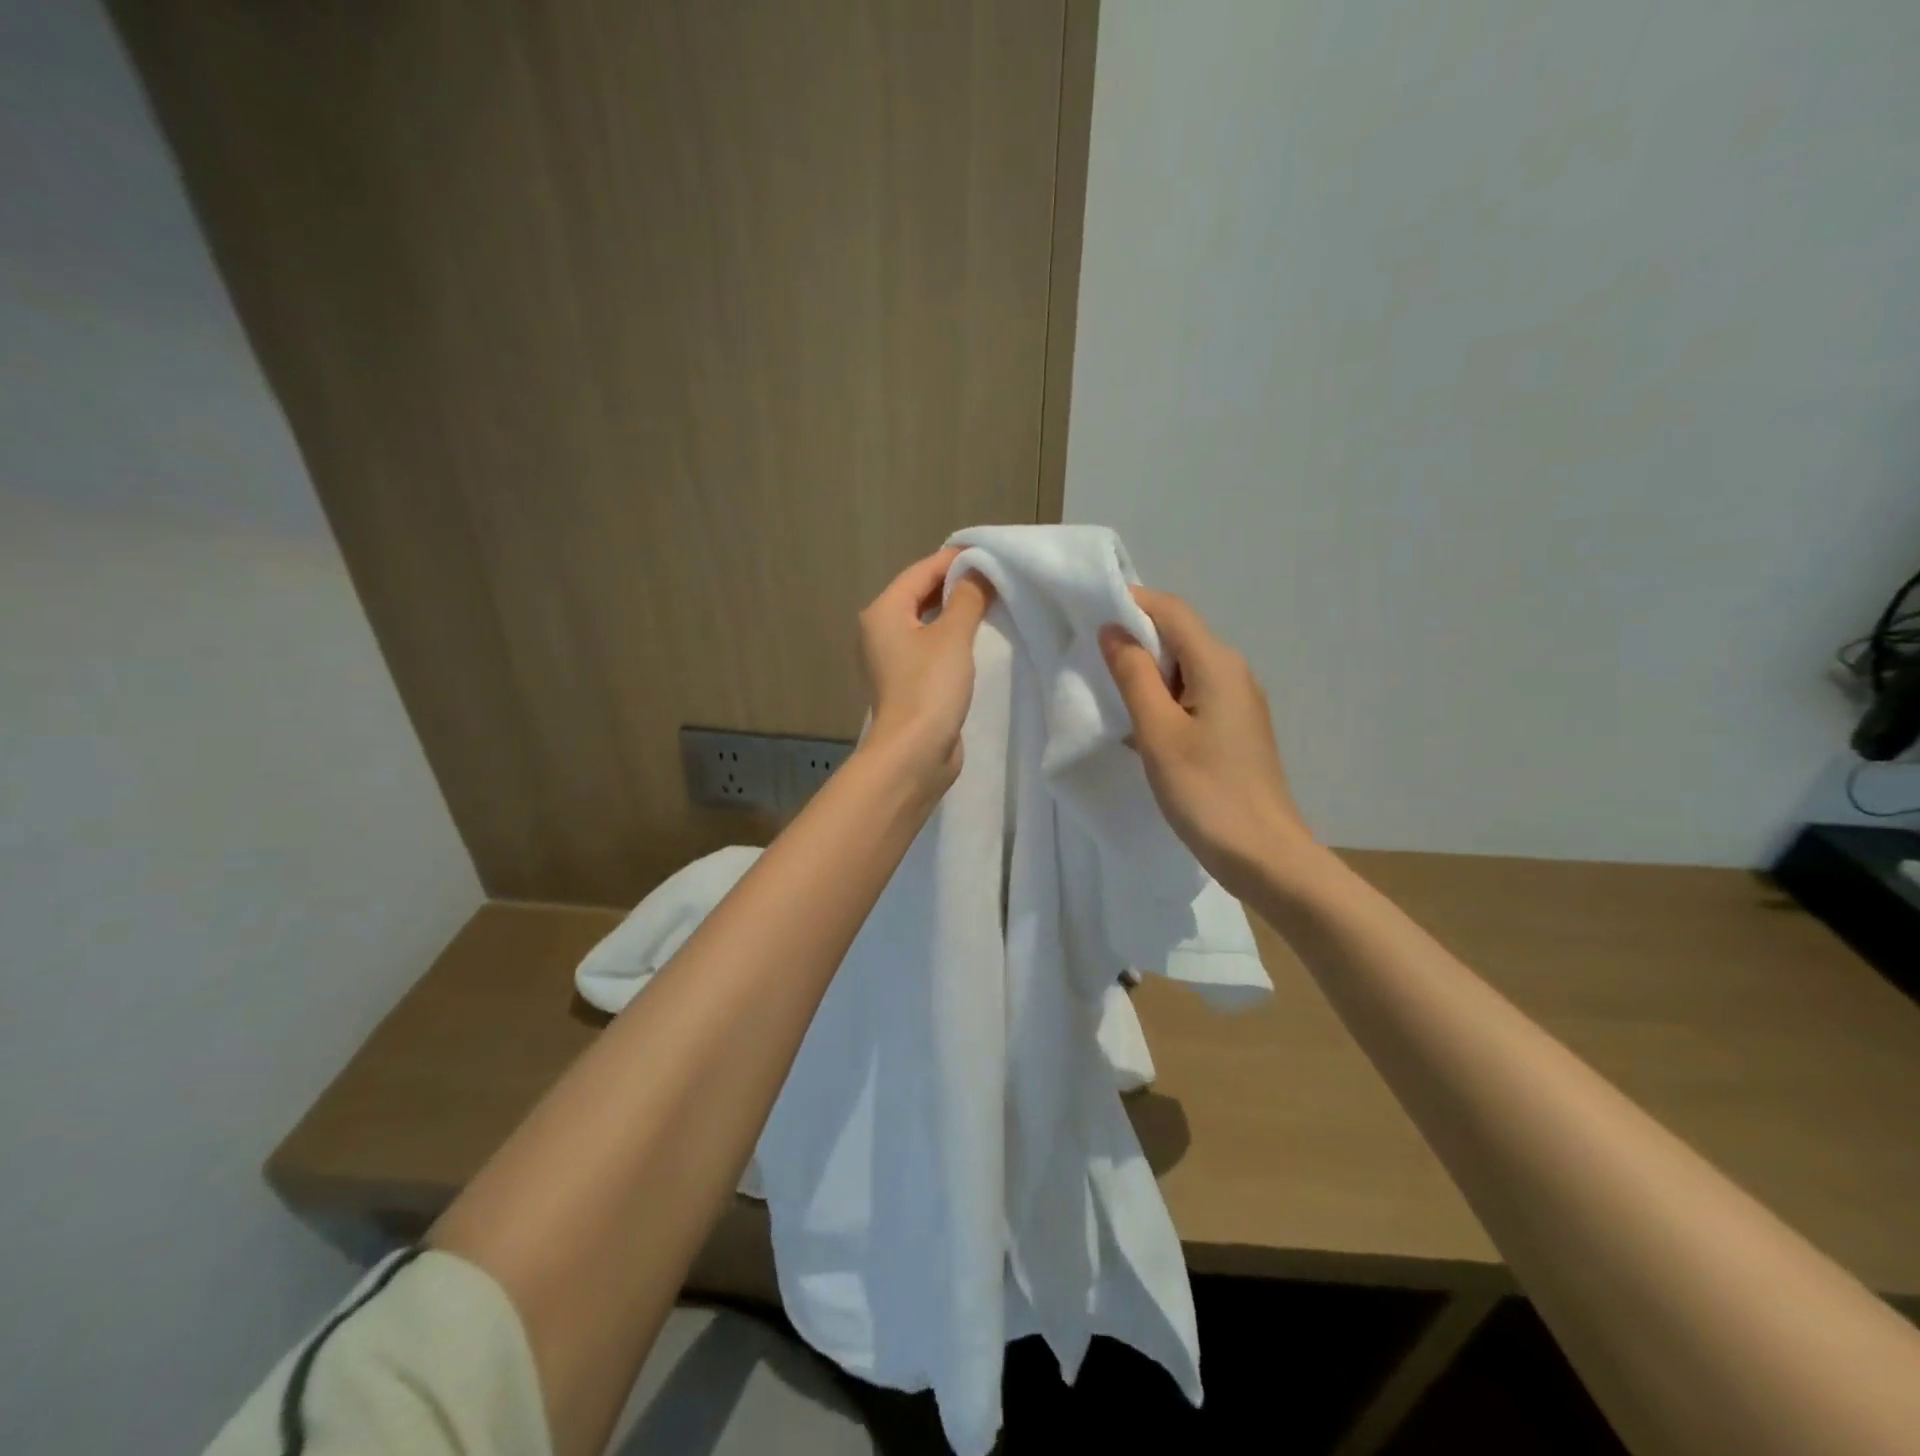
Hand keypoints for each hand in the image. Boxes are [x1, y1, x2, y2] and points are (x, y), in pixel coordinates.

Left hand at [858, 547, 994, 789]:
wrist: (914, 753)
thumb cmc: (929, 687)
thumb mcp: (953, 636)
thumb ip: (968, 598)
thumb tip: (980, 571)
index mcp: (883, 612)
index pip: (921, 571)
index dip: (955, 561)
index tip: (990, 555)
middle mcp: (879, 631)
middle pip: (919, 594)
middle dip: (955, 585)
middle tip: (995, 578)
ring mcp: (891, 660)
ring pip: (925, 623)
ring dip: (954, 612)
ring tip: (990, 604)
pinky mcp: (906, 683)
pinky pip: (929, 648)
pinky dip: (950, 638)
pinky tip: (974, 640)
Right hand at [1100, 587, 1313, 896]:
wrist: (1263, 854)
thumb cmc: (1206, 791)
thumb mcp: (1158, 732)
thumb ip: (1134, 675)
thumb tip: (1113, 629)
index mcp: (1217, 664)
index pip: (1171, 611)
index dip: (1131, 602)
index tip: (1088, 611)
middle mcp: (1233, 672)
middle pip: (1179, 636)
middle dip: (1134, 638)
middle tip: (1088, 655)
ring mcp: (1238, 702)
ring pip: (1184, 668)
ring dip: (1145, 673)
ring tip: (1106, 691)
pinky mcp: (1234, 729)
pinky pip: (1192, 696)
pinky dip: (1162, 699)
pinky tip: (1138, 726)